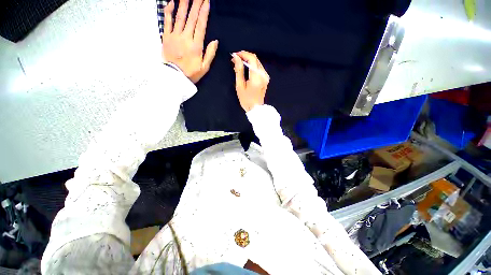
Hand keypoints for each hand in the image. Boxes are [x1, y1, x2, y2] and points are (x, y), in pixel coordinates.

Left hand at [162, 0, 217, 82]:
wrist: (174, 77)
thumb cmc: (191, 73)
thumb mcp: (204, 67)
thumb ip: (210, 54)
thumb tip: (215, 41)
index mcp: (196, 46)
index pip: (201, 25)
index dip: (204, 12)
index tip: (206, 2)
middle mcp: (185, 38)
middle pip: (192, 17)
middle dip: (196, 4)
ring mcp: (175, 36)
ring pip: (180, 16)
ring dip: (184, 4)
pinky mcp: (166, 37)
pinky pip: (167, 21)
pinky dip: (169, 11)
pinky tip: (172, 2)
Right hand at [231, 51, 269, 111]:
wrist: (256, 109)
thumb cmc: (246, 99)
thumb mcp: (240, 86)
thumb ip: (239, 70)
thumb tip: (236, 57)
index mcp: (257, 76)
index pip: (252, 58)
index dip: (243, 54)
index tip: (234, 55)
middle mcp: (263, 74)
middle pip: (255, 59)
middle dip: (245, 57)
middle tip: (235, 60)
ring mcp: (266, 76)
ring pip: (257, 63)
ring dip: (248, 61)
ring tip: (238, 64)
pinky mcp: (265, 78)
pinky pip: (259, 68)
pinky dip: (252, 66)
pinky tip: (245, 69)